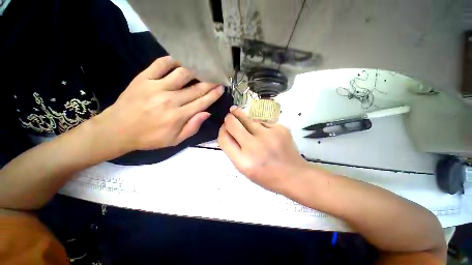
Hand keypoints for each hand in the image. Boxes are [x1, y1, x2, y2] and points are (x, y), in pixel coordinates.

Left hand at [96, 56, 223, 152]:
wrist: (117, 130)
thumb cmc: (149, 137)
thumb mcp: (175, 140)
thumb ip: (192, 127)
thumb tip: (206, 113)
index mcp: (179, 116)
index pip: (202, 102)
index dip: (214, 94)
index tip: (221, 88)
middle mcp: (170, 100)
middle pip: (196, 88)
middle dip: (210, 82)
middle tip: (218, 76)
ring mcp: (156, 87)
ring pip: (182, 74)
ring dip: (195, 70)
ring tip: (203, 67)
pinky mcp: (143, 79)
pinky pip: (160, 64)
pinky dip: (172, 60)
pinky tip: (180, 61)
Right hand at [218, 106, 308, 191]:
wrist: (293, 175)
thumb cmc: (266, 175)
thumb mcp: (244, 169)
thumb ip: (233, 150)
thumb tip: (227, 131)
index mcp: (243, 161)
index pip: (224, 138)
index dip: (222, 130)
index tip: (224, 127)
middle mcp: (254, 146)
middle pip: (232, 123)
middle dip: (229, 117)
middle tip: (229, 115)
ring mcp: (268, 135)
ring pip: (248, 118)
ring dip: (241, 115)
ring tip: (237, 112)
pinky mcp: (280, 128)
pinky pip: (262, 121)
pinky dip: (258, 123)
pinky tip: (260, 129)